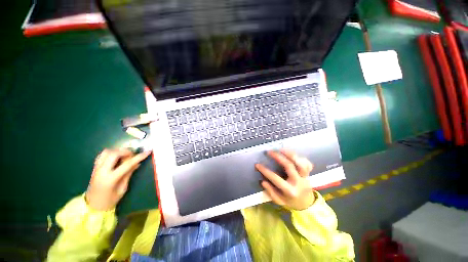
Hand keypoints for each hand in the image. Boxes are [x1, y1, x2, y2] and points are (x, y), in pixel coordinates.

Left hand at [86, 148, 151, 210]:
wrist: (93, 206)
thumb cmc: (110, 200)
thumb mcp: (123, 188)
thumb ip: (128, 174)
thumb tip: (137, 163)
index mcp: (110, 178)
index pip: (127, 164)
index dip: (139, 157)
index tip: (148, 152)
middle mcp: (102, 171)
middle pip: (114, 154)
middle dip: (126, 151)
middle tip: (133, 154)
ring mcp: (96, 168)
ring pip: (107, 152)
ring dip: (118, 151)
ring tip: (125, 155)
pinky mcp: (94, 167)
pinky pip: (102, 155)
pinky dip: (111, 153)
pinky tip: (116, 157)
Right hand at [255, 149, 314, 210]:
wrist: (307, 205)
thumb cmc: (291, 202)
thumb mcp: (279, 201)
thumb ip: (271, 192)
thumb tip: (263, 182)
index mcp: (290, 190)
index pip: (275, 178)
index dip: (265, 171)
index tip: (257, 165)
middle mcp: (298, 182)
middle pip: (289, 166)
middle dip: (278, 157)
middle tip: (269, 152)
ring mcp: (305, 177)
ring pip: (300, 163)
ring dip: (290, 154)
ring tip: (281, 149)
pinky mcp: (309, 174)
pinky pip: (308, 164)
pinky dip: (301, 158)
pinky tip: (293, 154)